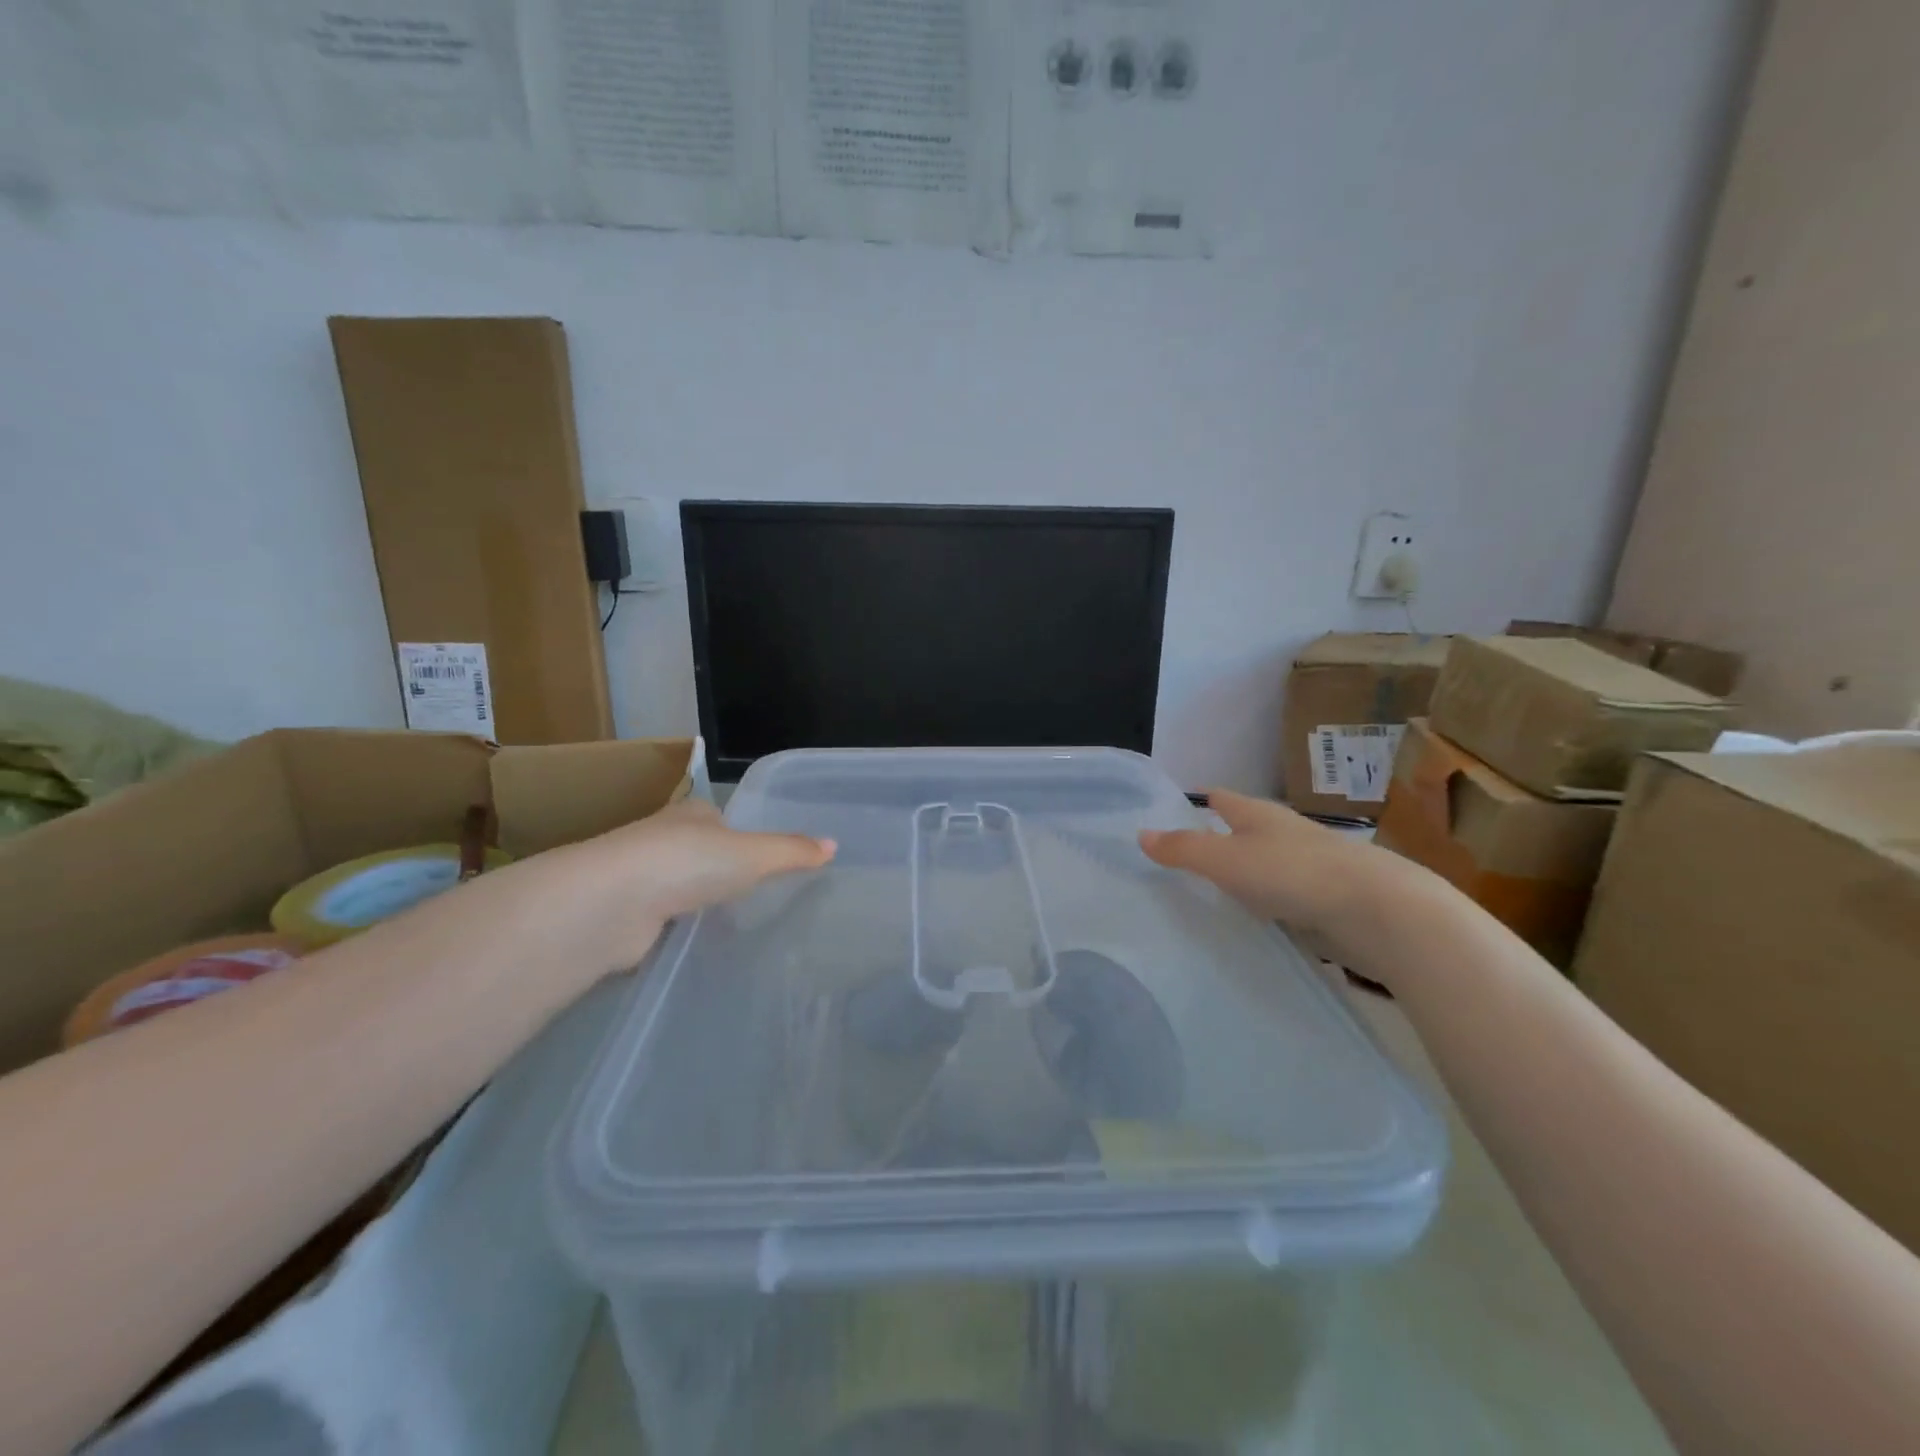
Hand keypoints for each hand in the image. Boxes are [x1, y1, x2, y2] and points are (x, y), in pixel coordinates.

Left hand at [540, 798, 835, 977]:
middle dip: (721, 871)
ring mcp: (642, 879)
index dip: (743, 836)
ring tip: (734, 923)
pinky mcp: (629, 917)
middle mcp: (664, 840)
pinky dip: (679, 930)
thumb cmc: (687, 862)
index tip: (765, 859)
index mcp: (693, 814)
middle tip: (757, 895)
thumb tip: (834, 845)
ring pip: (680, 888)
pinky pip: (665, 921)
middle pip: (701, 853)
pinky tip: (700, 945)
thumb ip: (791, 852)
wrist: (610, 904)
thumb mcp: (752, 854)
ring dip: (698, 902)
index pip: (722, 819)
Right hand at [1139, 789, 1426, 966]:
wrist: (1378, 911)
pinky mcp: (1325, 902)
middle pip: (1242, 832)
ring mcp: (1308, 868)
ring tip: (1206, 898)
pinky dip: (1264, 907)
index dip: (1195, 803)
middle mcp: (1283, 834)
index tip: (1168, 815)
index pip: (1220, 799)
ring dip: (1241, 879)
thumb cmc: (1293, 873)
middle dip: (1215, 842)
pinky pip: (1283, 900)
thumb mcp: (1225, 859)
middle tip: (1177, 863)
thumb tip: (1140, 833)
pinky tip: (1249, 925)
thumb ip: (1183, 849)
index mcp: (1258, 815)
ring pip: (1263, 868)